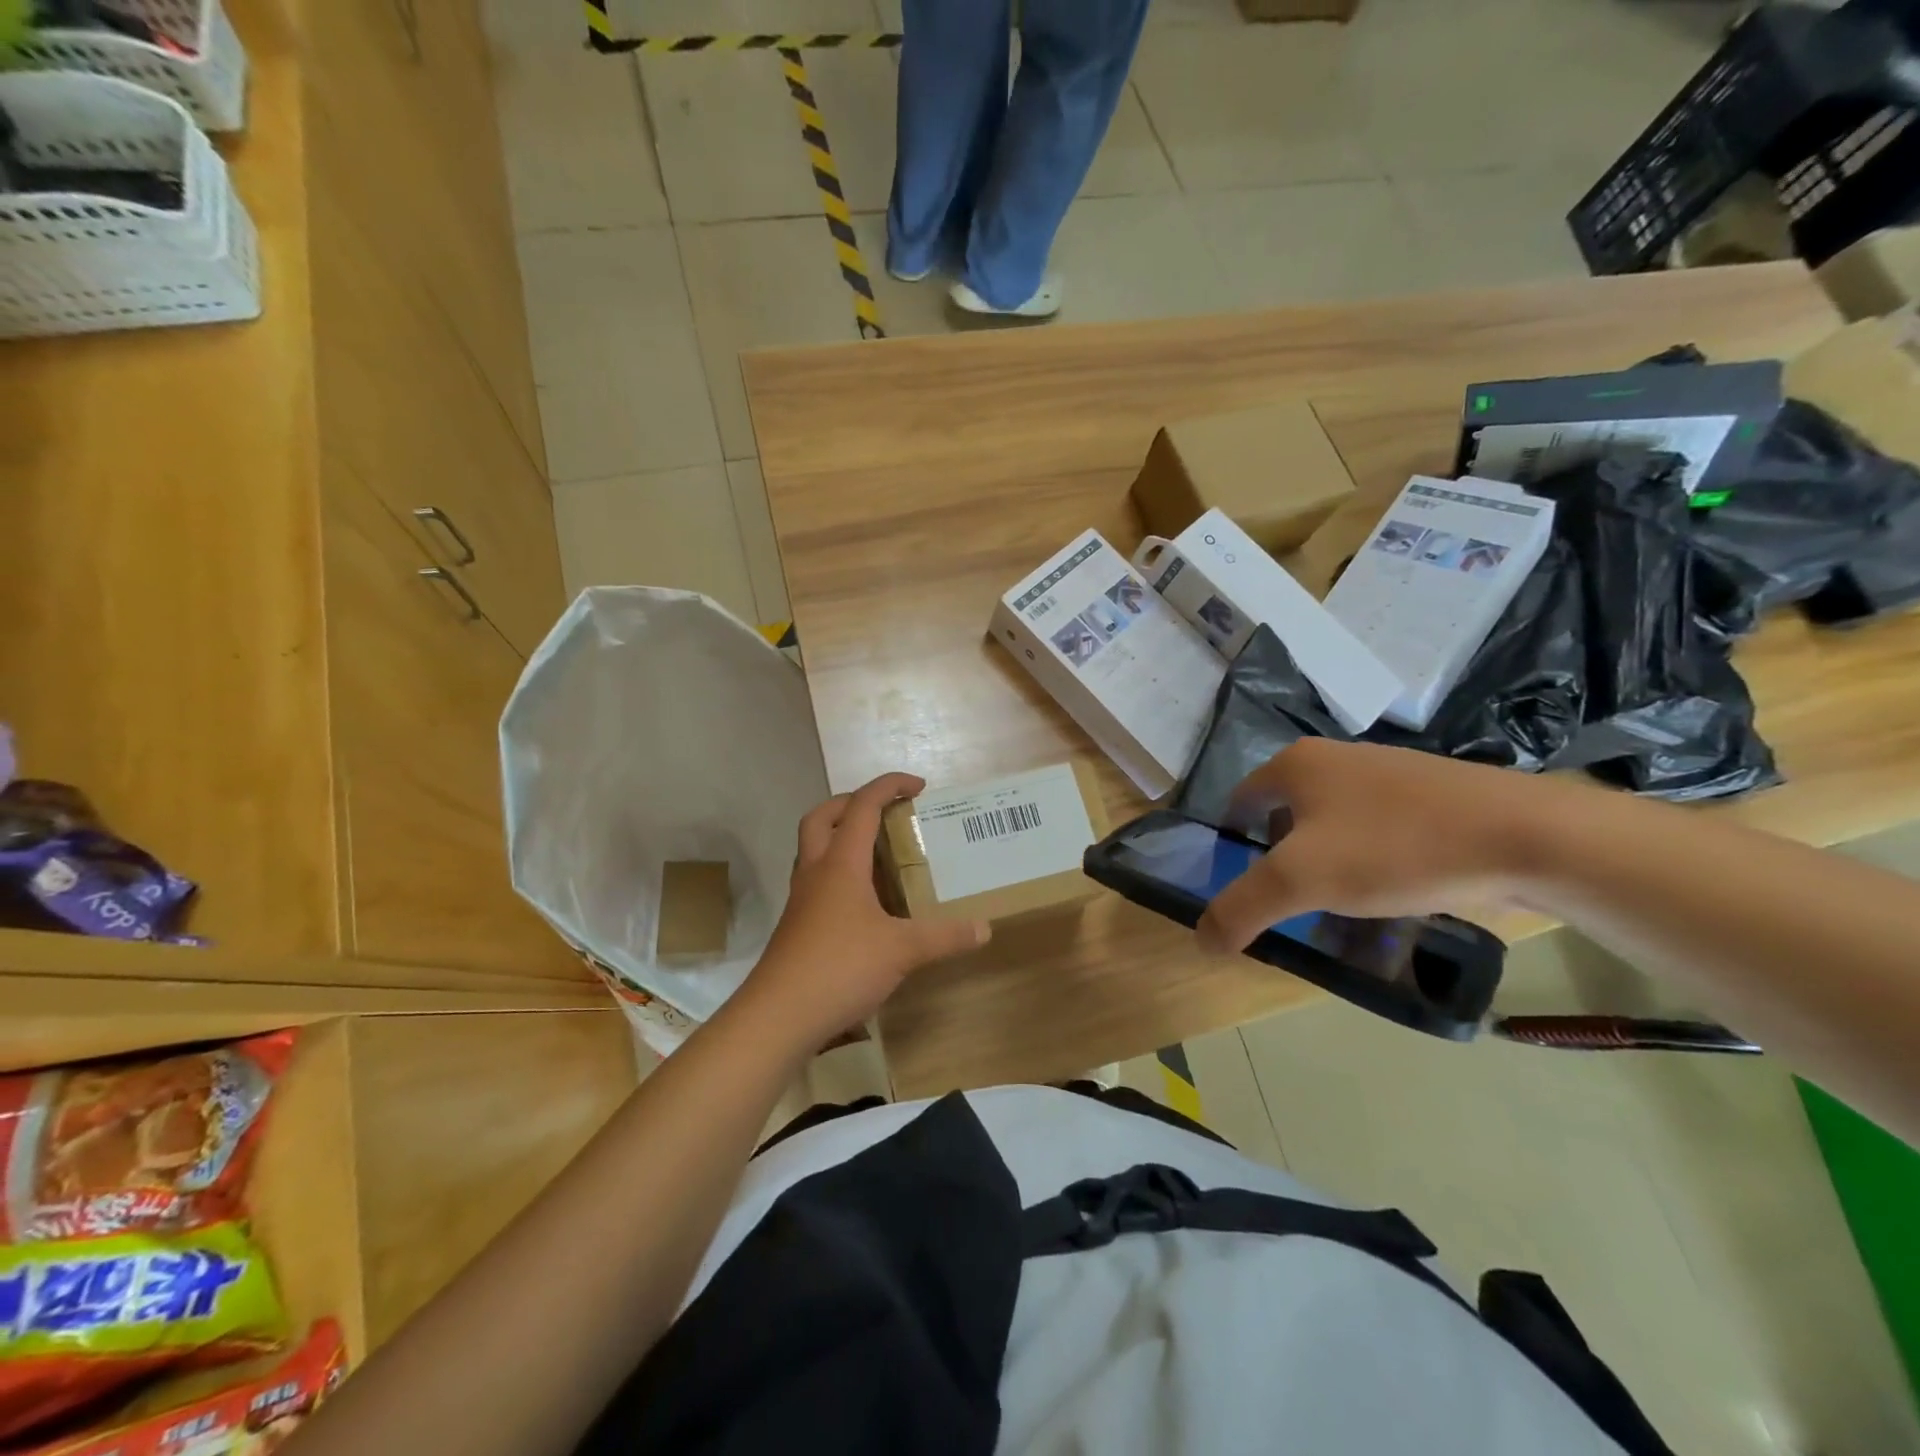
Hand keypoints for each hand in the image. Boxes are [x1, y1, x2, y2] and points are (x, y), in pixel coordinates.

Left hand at [742, 773, 990, 1043]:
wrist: (778, 1016)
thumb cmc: (840, 968)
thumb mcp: (902, 951)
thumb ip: (944, 937)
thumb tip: (984, 928)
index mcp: (841, 863)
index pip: (863, 806)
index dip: (890, 786)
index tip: (919, 787)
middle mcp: (816, 872)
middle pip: (823, 816)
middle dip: (853, 802)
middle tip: (886, 811)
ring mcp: (802, 899)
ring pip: (814, 848)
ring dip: (841, 836)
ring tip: (877, 851)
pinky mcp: (798, 924)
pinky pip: (817, 880)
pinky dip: (839, 873)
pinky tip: (864, 900)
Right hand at [1196, 738, 1561, 953]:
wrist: (1525, 835)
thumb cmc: (1394, 847)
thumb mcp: (1301, 880)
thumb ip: (1242, 907)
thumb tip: (1202, 939)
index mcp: (1295, 764)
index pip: (1238, 803)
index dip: (1232, 847)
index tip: (1245, 889)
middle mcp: (1335, 758)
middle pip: (1285, 815)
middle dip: (1282, 861)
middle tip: (1292, 904)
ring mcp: (1386, 773)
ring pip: (1333, 825)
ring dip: (1327, 864)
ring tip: (1342, 907)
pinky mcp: (1429, 794)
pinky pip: (1377, 830)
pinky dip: (1370, 861)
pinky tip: (1391, 894)